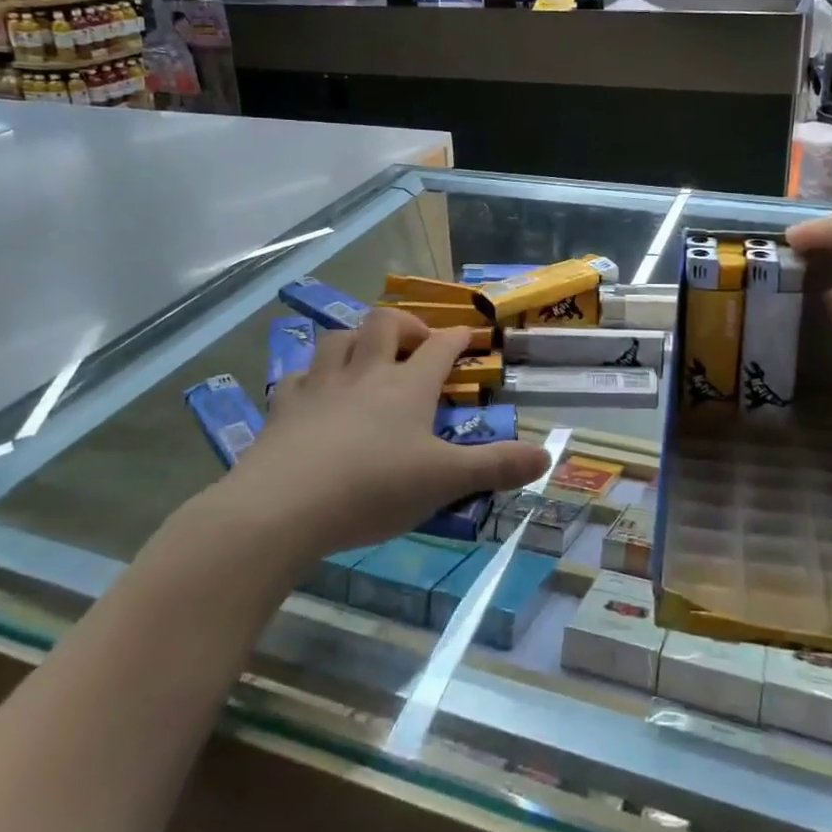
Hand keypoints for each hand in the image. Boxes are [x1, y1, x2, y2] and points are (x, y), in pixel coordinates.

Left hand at [215, 309, 546, 562]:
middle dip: (405, 324)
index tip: (470, 335)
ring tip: (367, 356)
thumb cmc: (373, 488)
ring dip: (356, 339)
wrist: (284, 507)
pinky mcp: (284, 407)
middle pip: (384, 324)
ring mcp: (321, 386)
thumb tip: (547, 456)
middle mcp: (365, 373)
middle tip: (416, 344)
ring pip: (338, 339)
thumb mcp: (445, 481)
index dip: (458, 337)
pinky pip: (298, 376)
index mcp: (407, 386)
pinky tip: (314, 391)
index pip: (440, 347)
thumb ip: (496, 466)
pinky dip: (311, 376)